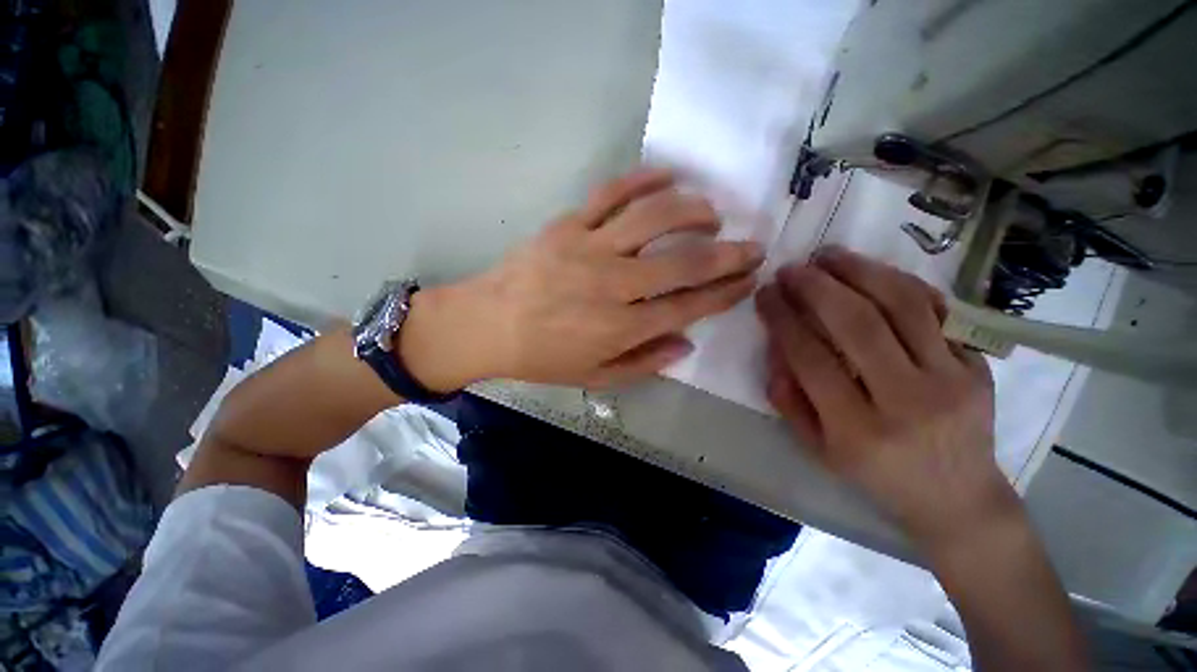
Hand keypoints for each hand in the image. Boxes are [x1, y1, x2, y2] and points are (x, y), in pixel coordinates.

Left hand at [402, 168, 763, 390]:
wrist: (488, 325)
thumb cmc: (542, 357)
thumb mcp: (594, 377)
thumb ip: (643, 363)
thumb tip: (686, 344)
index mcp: (620, 328)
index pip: (687, 306)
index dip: (724, 293)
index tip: (748, 281)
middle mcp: (612, 285)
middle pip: (682, 263)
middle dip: (726, 254)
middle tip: (752, 245)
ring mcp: (589, 249)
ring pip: (653, 218)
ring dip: (693, 211)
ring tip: (713, 214)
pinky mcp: (568, 225)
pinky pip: (612, 193)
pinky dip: (644, 179)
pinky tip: (668, 175)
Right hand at [755, 247, 1015, 550]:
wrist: (958, 497)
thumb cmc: (877, 475)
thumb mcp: (818, 448)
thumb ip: (788, 398)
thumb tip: (775, 346)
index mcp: (858, 430)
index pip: (810, 358)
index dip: (782, 319)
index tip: (765, 294)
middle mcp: (908, 401)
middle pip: (858, 325)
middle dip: (816, 287)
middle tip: (791, 268)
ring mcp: (952, 379)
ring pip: (904, 306)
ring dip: (860, 271)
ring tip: (829, 255)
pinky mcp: (979, 365)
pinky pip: (940, 309)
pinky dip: (901, 282)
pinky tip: (873, 270)